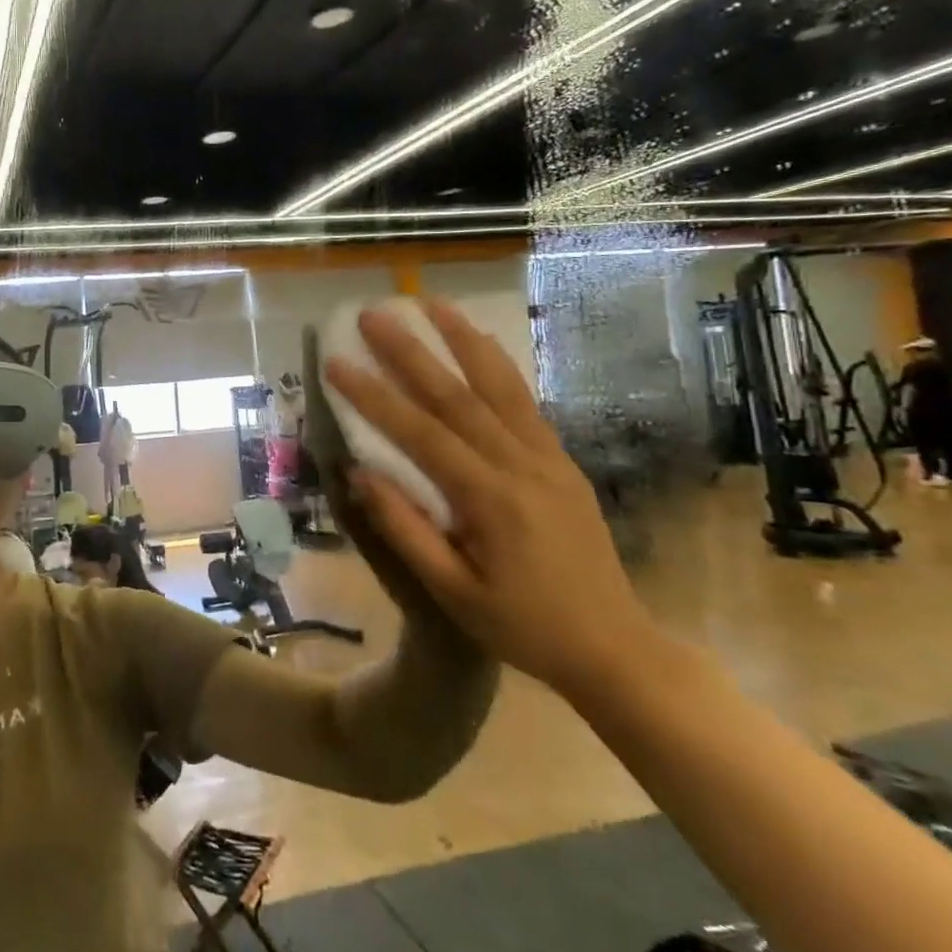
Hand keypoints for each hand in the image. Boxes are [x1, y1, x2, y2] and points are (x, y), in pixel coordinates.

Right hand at [325, 299, 658, 696]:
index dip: (374, 395)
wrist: (615, 648)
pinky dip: (498, 366)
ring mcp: (547, 458)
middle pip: (459, 394)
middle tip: (374, 314)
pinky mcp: (561, 461)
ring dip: (463, 339)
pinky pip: (524, 402)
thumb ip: (405, 529)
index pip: (420, 433)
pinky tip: (479, 344)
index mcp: (490, 499)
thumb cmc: (523, 627)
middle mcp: (521, 464)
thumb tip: (360, 473)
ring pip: (501, 385)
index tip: (337, 361)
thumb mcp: (453, 592)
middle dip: (411, 350)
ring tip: (432, 303)